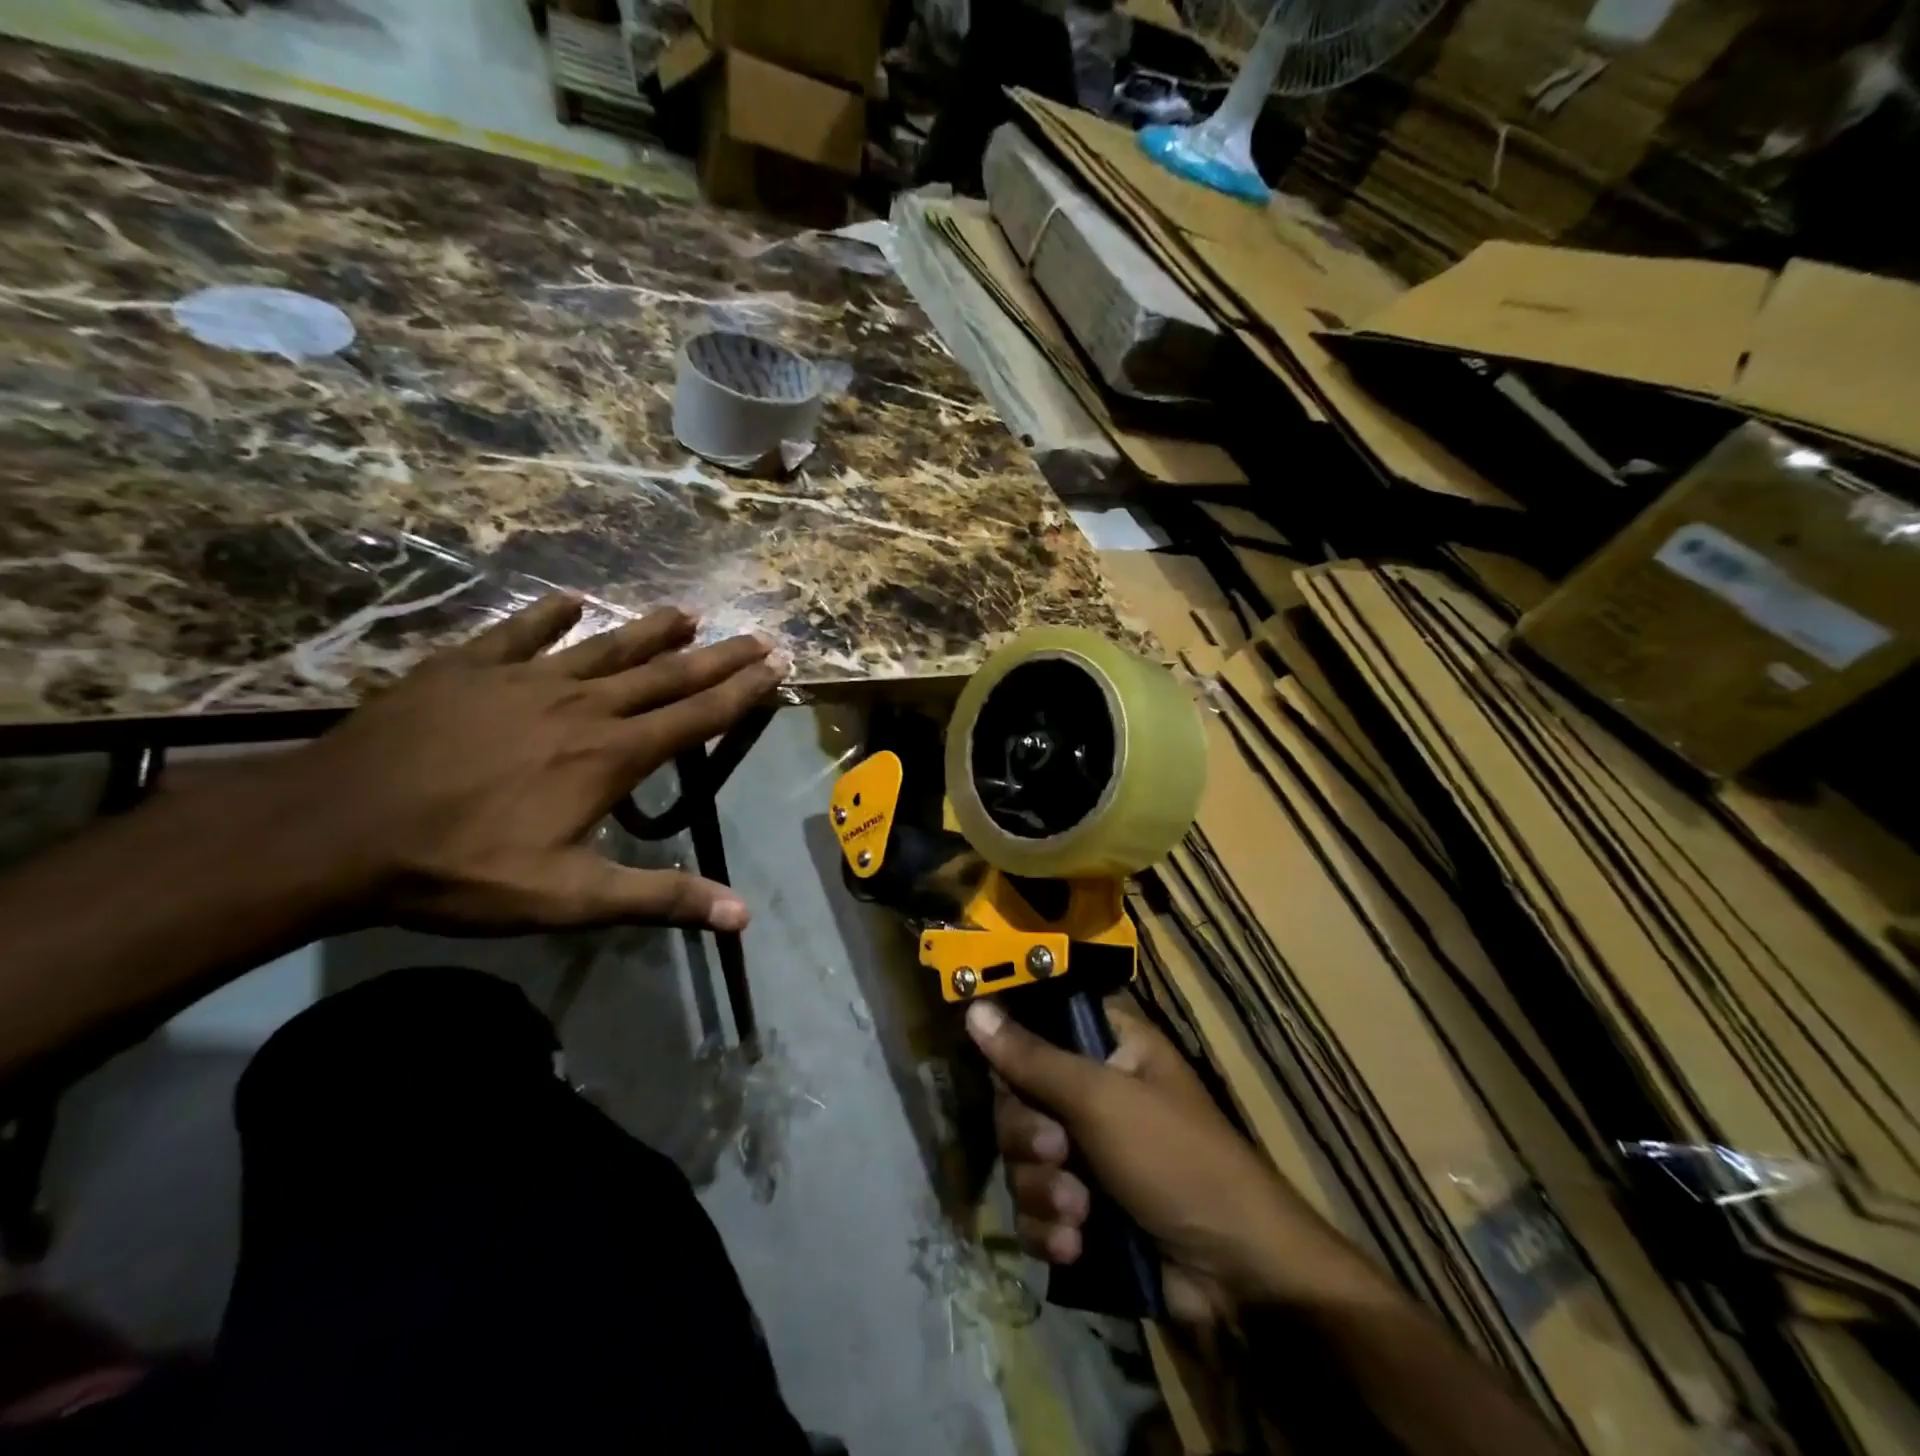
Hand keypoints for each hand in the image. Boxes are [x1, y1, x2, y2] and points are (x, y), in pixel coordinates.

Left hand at [267, 594, 787, 934]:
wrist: (333, 832)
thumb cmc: (460, 869)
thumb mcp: (569, 898)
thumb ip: (660, 898)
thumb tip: (742, 916)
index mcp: (611, 755)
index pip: (697, 716)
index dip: (744, 691)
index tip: (778, 665)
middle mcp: (581, 706)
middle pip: (666, 674)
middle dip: (719, 656)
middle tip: (758, 635)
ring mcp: (523, 680)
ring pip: (606, 646)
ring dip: (652, 630)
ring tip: (689, 613)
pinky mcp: (467, 669)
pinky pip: (519, 633)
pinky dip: (549, 616)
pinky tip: (571, 602)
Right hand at [971, 995, 1382, 1324]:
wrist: (1236, 1278)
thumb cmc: (1176, 1160)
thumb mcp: (1101, 1099)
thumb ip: (1032, 1058)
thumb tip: (974, 1008)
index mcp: (1108, 1046)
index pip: (1037, 1025)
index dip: (1013, 1048)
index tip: (1003, 1074)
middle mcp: (1093, 1091)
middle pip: (1018, 1098)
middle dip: (1030, 1138)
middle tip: (1058, 1153)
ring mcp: (1087, 1153)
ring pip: (1022, 1159)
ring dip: (1043, 1192)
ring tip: (1079, 1214)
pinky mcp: (1083, 1210)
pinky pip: (1035, 1209)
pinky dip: (1049, 1229)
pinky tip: (1075, 1246)